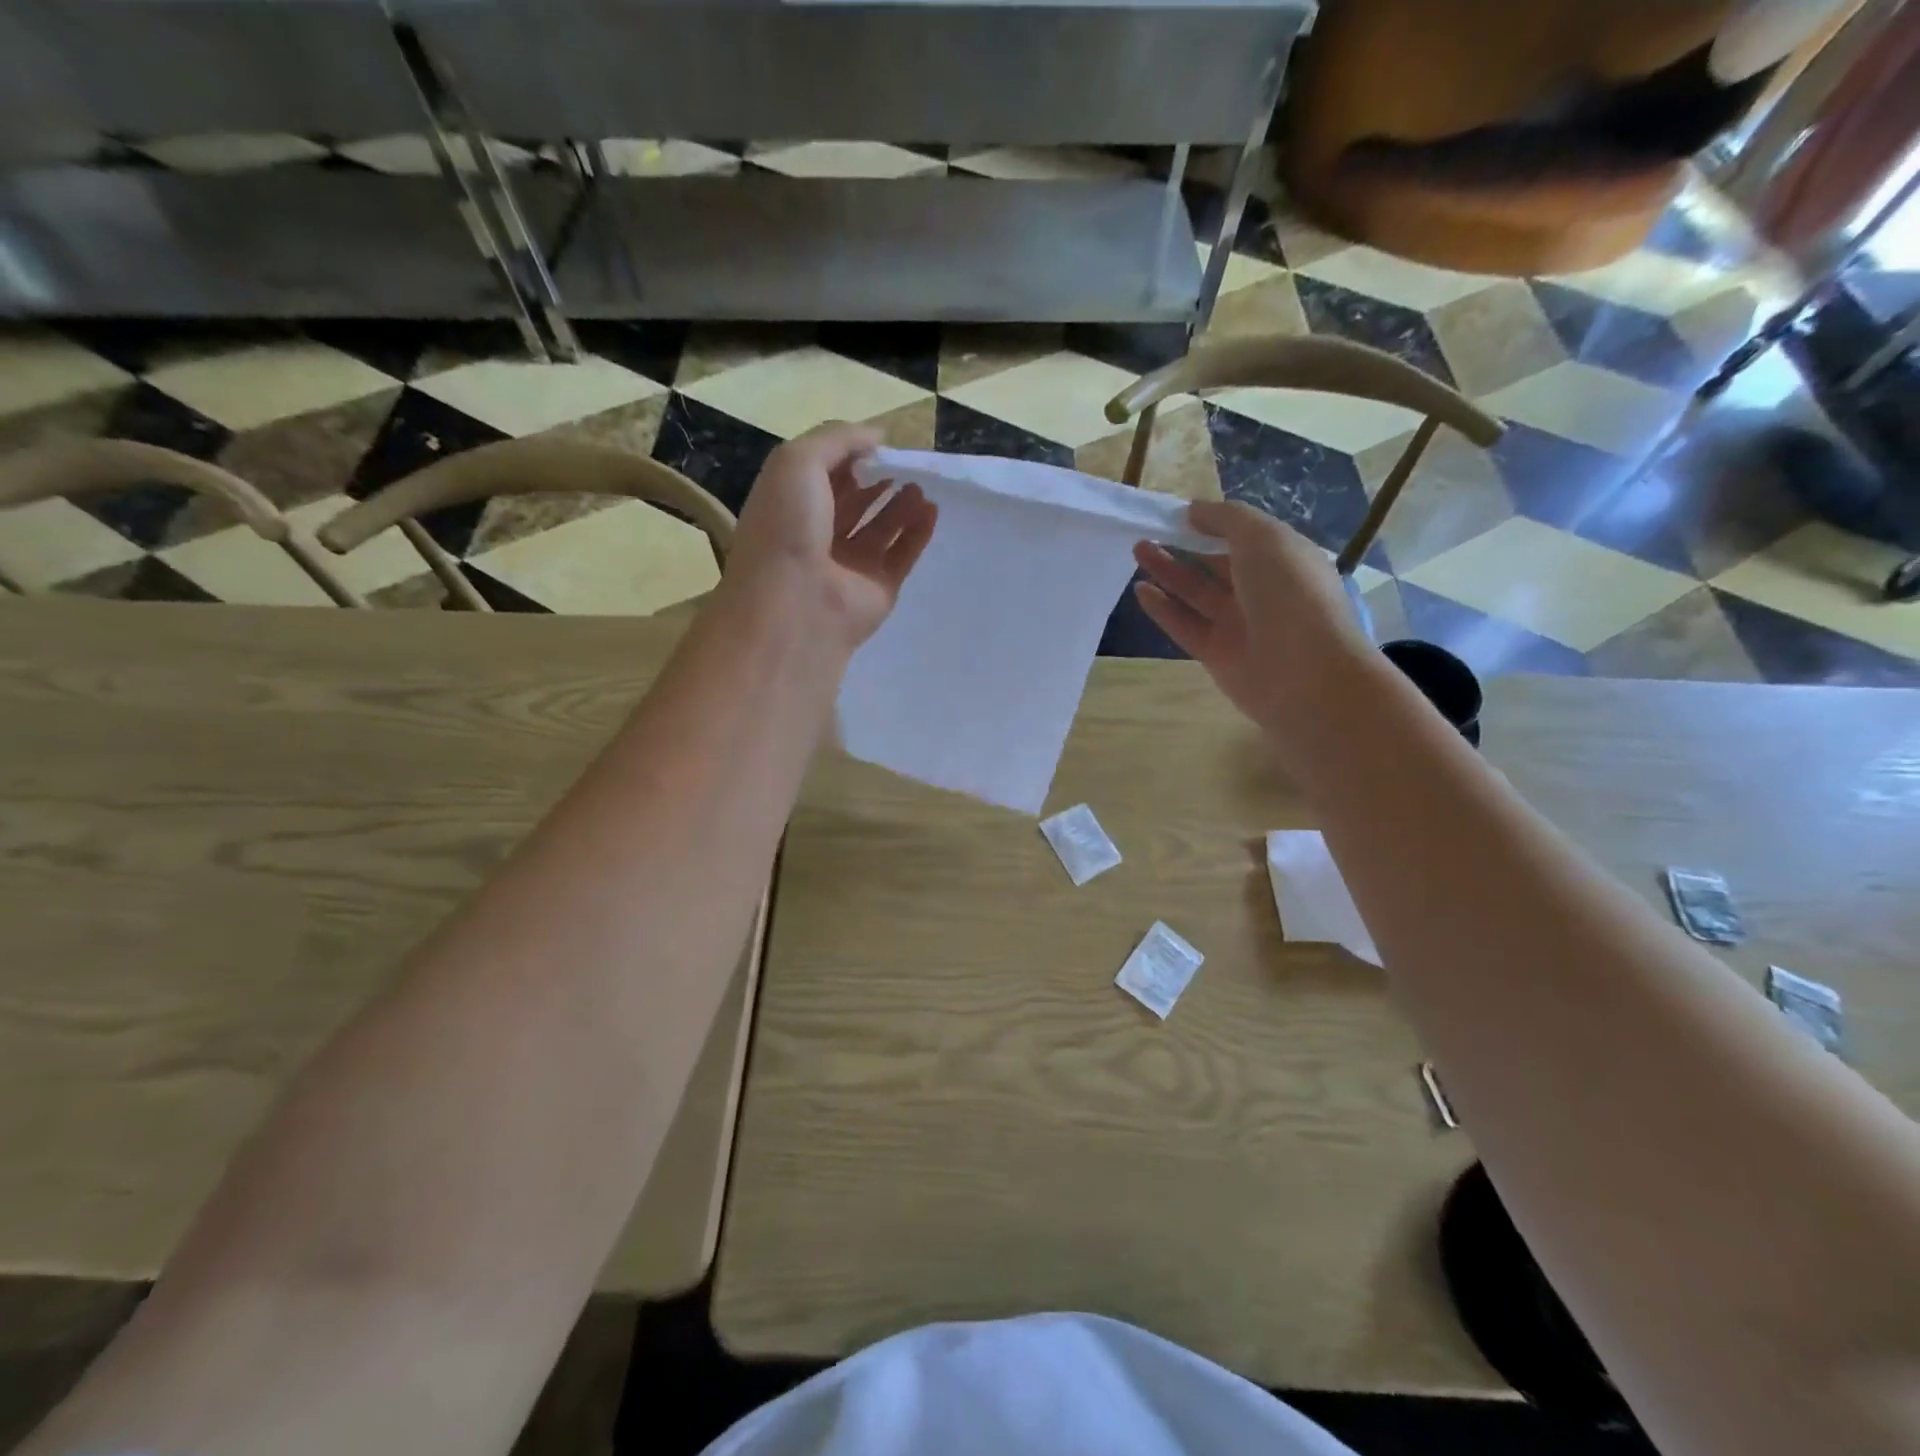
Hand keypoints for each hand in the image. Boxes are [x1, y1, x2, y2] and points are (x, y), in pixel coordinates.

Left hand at [724, 422, 937, 649]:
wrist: (795, 601)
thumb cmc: (787, 526)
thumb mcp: (799, 461)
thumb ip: (838, 439)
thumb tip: (877, 436)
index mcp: (791, 507)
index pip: (823, 477)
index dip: (849, 457)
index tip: (878, 443)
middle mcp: (818, 537)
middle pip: (854, 504)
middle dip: (878, 481)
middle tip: (907, 463)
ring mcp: (849, 567)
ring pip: (881, 530)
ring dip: (901, 505)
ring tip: (922, 484)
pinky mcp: (878, 590)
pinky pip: (902, 556)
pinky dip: (918, 534)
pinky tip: (933, 511)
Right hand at [1132, 500, 1370, 734]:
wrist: (1304, 673)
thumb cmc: (1290, 593)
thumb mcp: (1263, 537)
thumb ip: (1226, 518)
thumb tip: (1194, 510)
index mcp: (1284, 560)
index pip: (1244, 536)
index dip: (1212, 523)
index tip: (1178, 513)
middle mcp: (1262, 591)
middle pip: (1216, 564)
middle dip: (1184, 546)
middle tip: (1149, 531)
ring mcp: (1239, 625)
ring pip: (1197, 594)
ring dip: (1168, 572)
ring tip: (1137, 550)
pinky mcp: (1216, 654)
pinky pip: (1185, 626)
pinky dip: (1163, 608)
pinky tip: (1140, 590)